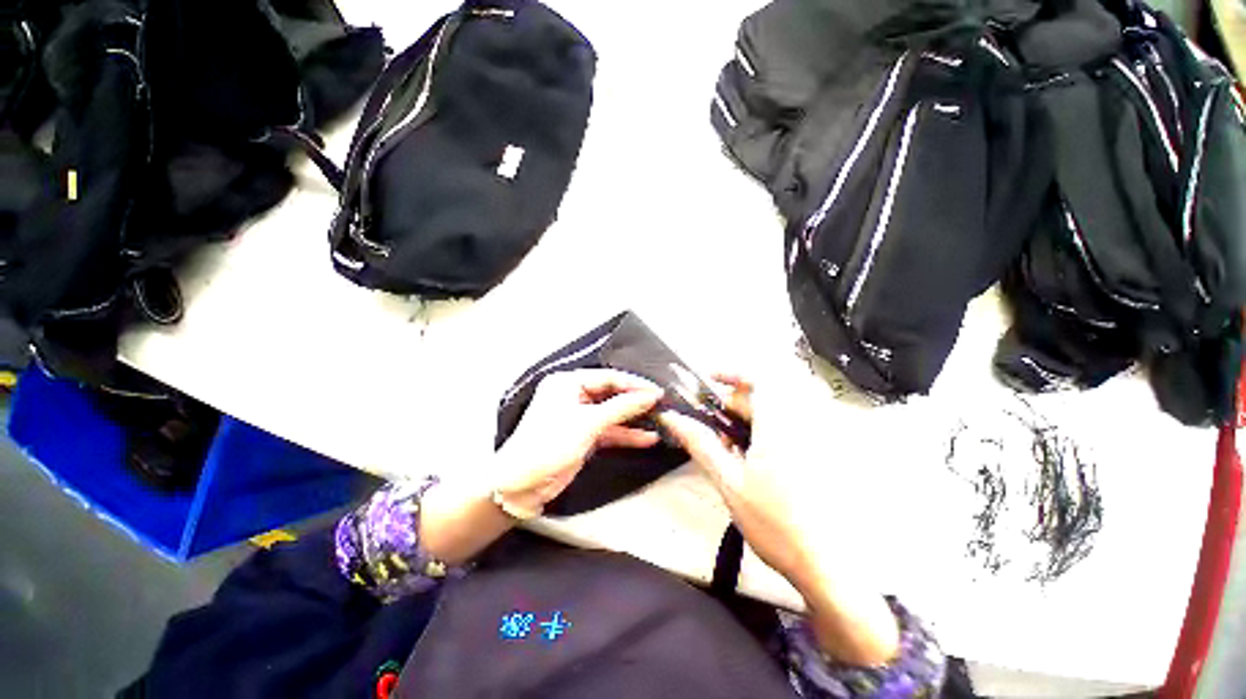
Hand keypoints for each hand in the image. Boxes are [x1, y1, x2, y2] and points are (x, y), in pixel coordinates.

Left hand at [492, 369, 664, 515]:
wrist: (521, 486)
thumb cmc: (550, 444)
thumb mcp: (588, 423)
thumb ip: (622, 407)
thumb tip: (650, 395)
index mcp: (567, 382)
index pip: (608, 377)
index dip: (634, 385)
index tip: (658, 392)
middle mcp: (573, 395)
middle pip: (611, 394)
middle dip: (635, 401)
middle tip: (661, 404)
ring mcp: (579, 416)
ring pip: (612, 413)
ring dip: (633, 419)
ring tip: (660, 420)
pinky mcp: (584, 435)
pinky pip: (609, 430)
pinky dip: (626, 435)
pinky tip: (647, 438)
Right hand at [657, 374, 811, 580]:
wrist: (829, 568)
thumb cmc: (778, 526)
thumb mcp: (729, 482)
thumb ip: (700, 443)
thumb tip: (673, 419)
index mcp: (780, 424)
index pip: (758, 374)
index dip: (732, 371)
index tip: (712, 380)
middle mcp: (805, 422)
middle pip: (765, 391)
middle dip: (737, 405)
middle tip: (722, 434)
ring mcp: (820, 437)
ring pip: (779, 407)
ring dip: (753, 419)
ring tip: (739, 452)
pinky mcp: (828, 452)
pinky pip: (795, 423)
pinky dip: (771, 430)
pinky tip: (762, 462)